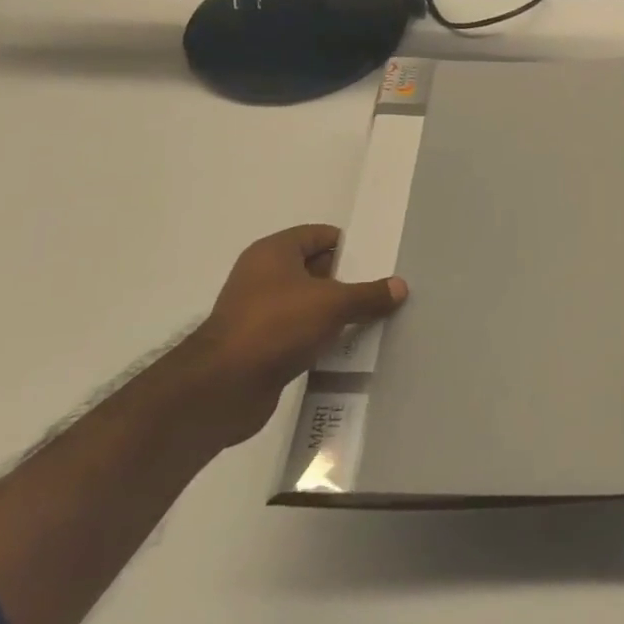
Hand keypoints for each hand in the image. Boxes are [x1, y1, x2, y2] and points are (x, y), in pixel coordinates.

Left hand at [181, 224, 406, 446]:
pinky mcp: (258, 346)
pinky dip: (319, 337)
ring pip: (307, 304)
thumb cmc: (277, 326)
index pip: (319, 235)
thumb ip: (368, 294)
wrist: (223, 387)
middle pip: (314, 269)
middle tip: (381, 292)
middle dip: (347, 281)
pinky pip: (298, 333)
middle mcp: (262, 276)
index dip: (349, 246)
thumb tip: (400, 286)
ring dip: (334, 313)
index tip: (379, 261)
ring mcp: (258, 312)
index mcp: (274, 252)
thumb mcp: (332, 304)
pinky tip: (344, 348)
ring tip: (371, 320)